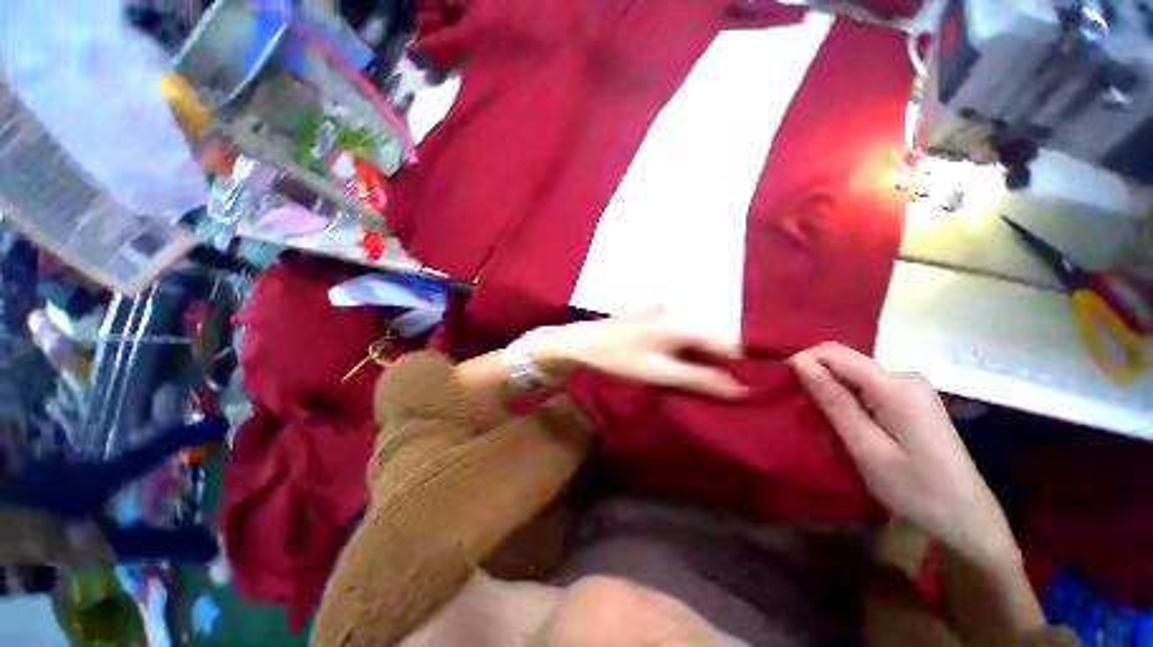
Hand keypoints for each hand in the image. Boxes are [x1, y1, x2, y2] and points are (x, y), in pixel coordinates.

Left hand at [535, 309, 747, 398]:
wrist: (585, 342)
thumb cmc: (619, 359)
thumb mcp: (659, 373)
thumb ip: (700, 379)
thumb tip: (742, 390)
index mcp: (683, 322)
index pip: (731, 340)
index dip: (744, 364)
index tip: (752, 388)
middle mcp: (683, 310)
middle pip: (719, 336)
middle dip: (727, 362)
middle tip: (730, 389)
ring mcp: (671, 311)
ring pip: (705, 335)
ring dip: (711, 358)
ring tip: (713, 382)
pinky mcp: (662, 317)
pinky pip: (690, 334)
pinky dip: (696, 351)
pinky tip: (692, 367)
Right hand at [790, 343, 1019, 567]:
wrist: (965, 518)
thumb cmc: (916, 489)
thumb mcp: (867, 448)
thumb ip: (834, 401)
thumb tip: (800, 363)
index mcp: (896, 386)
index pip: (836, 353)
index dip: (805, 362)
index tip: (786, 386)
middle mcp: (905, 376)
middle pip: (845, 361)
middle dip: (817, 377)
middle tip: (803, 409)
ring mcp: (911, 387)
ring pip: (853, 374)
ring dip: (831, 390)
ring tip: (823, 421)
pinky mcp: (911, 399)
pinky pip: (867, 386)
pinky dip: (847, 399)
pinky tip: (847, 423)